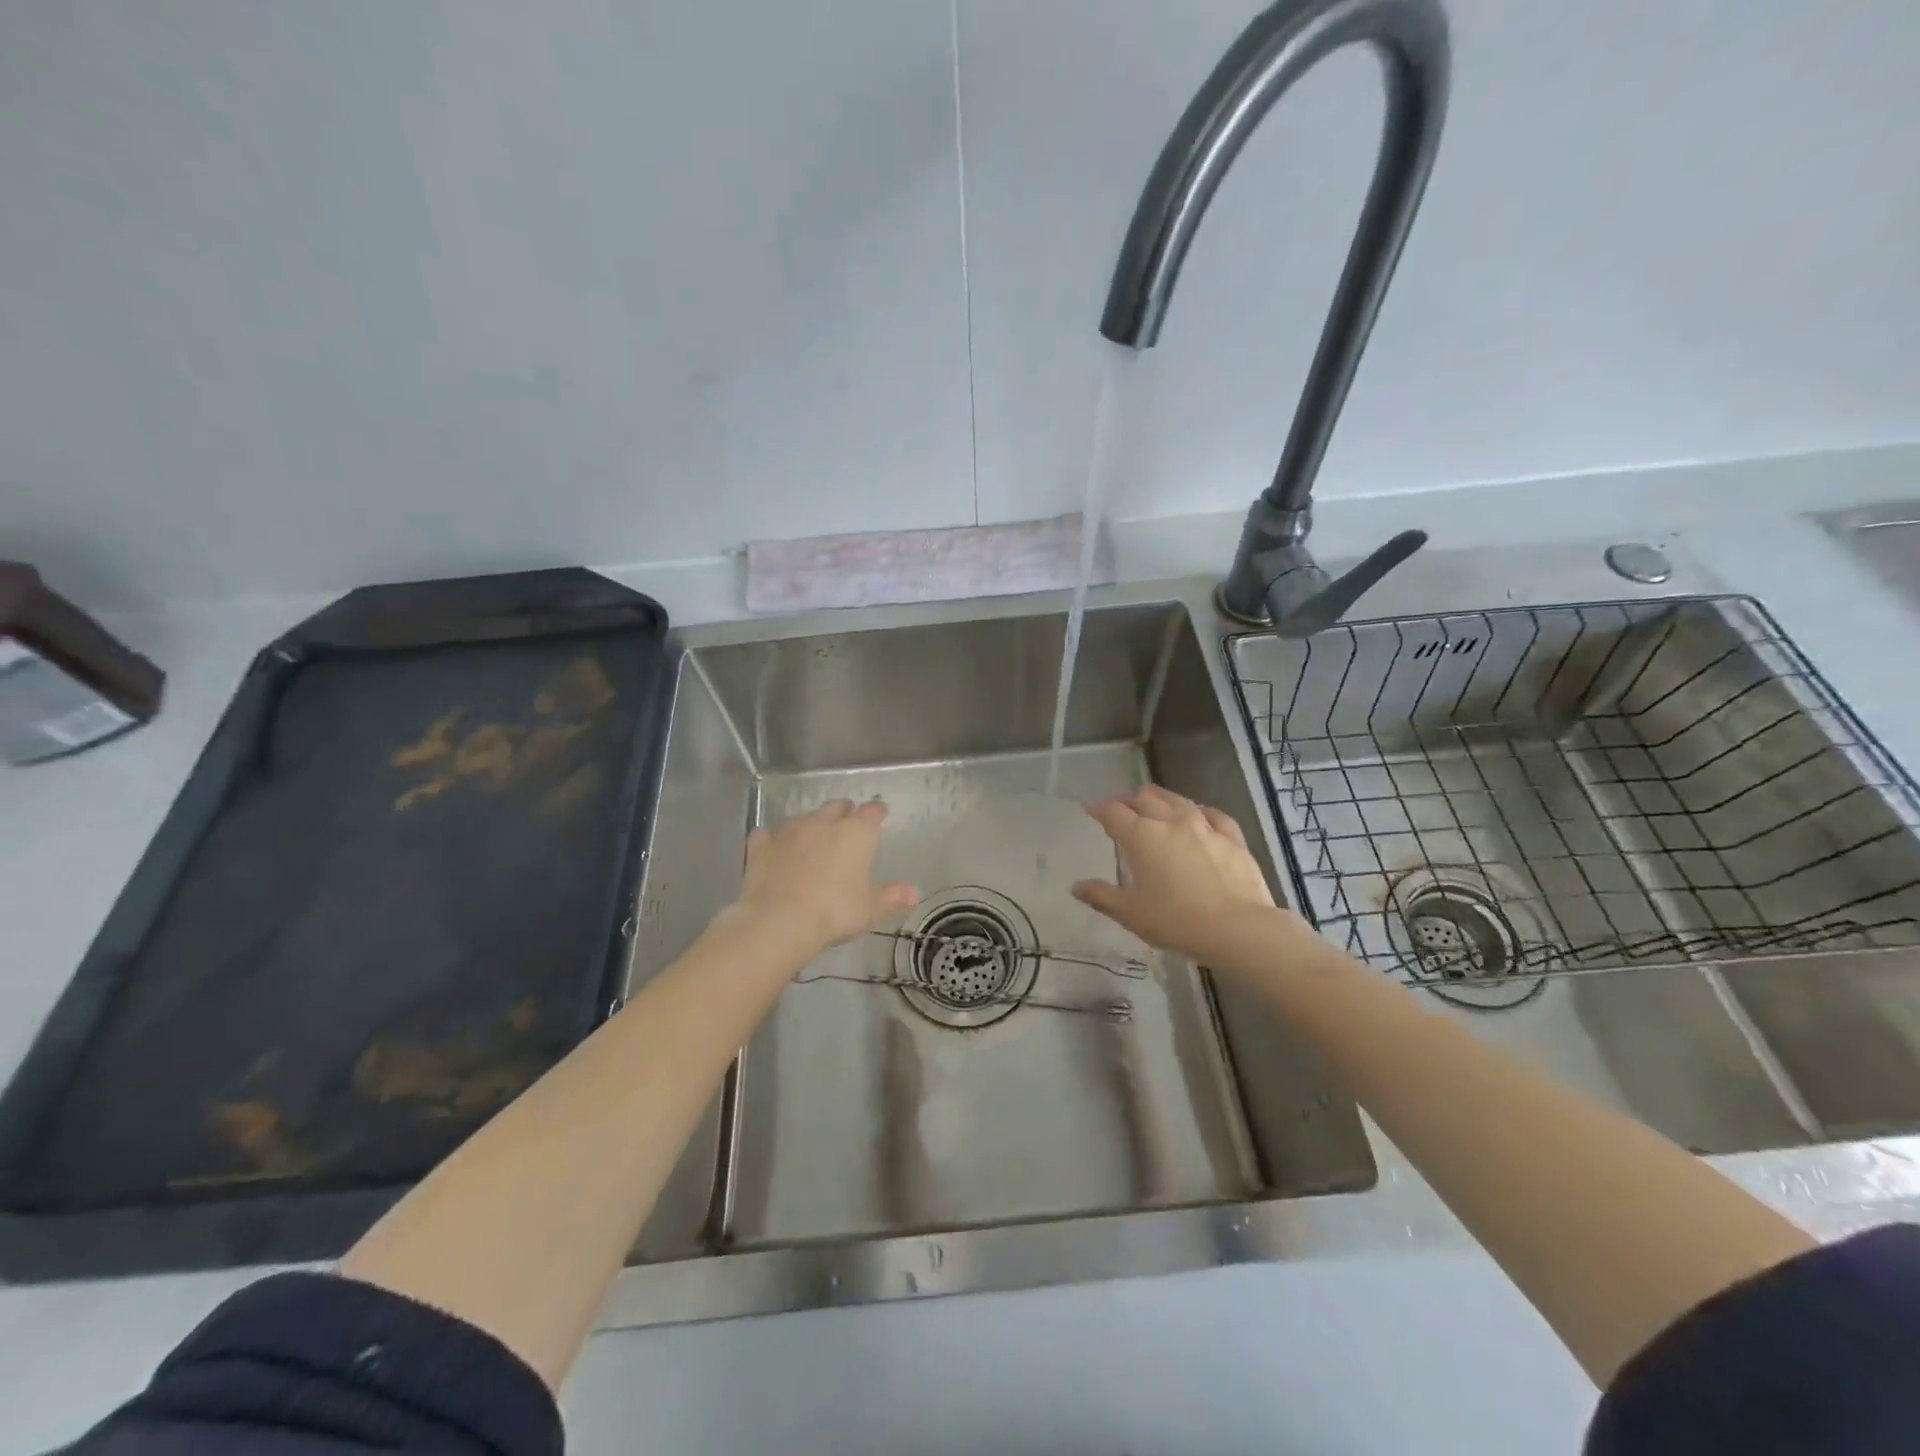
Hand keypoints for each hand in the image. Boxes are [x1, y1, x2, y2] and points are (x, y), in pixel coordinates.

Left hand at [723, 799, 918, 959]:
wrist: (779, 921)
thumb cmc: (835, 911)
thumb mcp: (871, 908)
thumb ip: (892, 896)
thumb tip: (913, 892)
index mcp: (856, 833)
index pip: (871, 812)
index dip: (877, 812)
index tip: (880, 815)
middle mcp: (823, 823)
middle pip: (836, 807)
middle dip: (843, 813)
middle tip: (847, 825)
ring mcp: (789, 831)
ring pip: (804, 818)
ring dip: (811, 825)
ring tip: (813, 839)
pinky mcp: (761, 846)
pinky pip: (768, 836)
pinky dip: (773, 840)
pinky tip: (774, 849)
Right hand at [1071, 786, 1290, 966]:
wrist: (1237, 929)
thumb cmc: (1176, 921)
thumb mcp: (1131, 914)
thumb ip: (1101, 897)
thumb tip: (1076, 887)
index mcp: (1141, 836)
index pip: (1113, 813)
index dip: (1099, 808)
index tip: (1090, 809)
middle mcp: (1171, 822)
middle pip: (1145, 799)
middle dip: (1128, 800)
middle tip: (1120, 807)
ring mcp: (1204, 826)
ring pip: (1177, 800)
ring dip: (1159, 798)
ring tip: (1152, 802)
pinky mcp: (1232, 837)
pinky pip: (1212, 814)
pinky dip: (1198, 811)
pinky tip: (1199, 814)